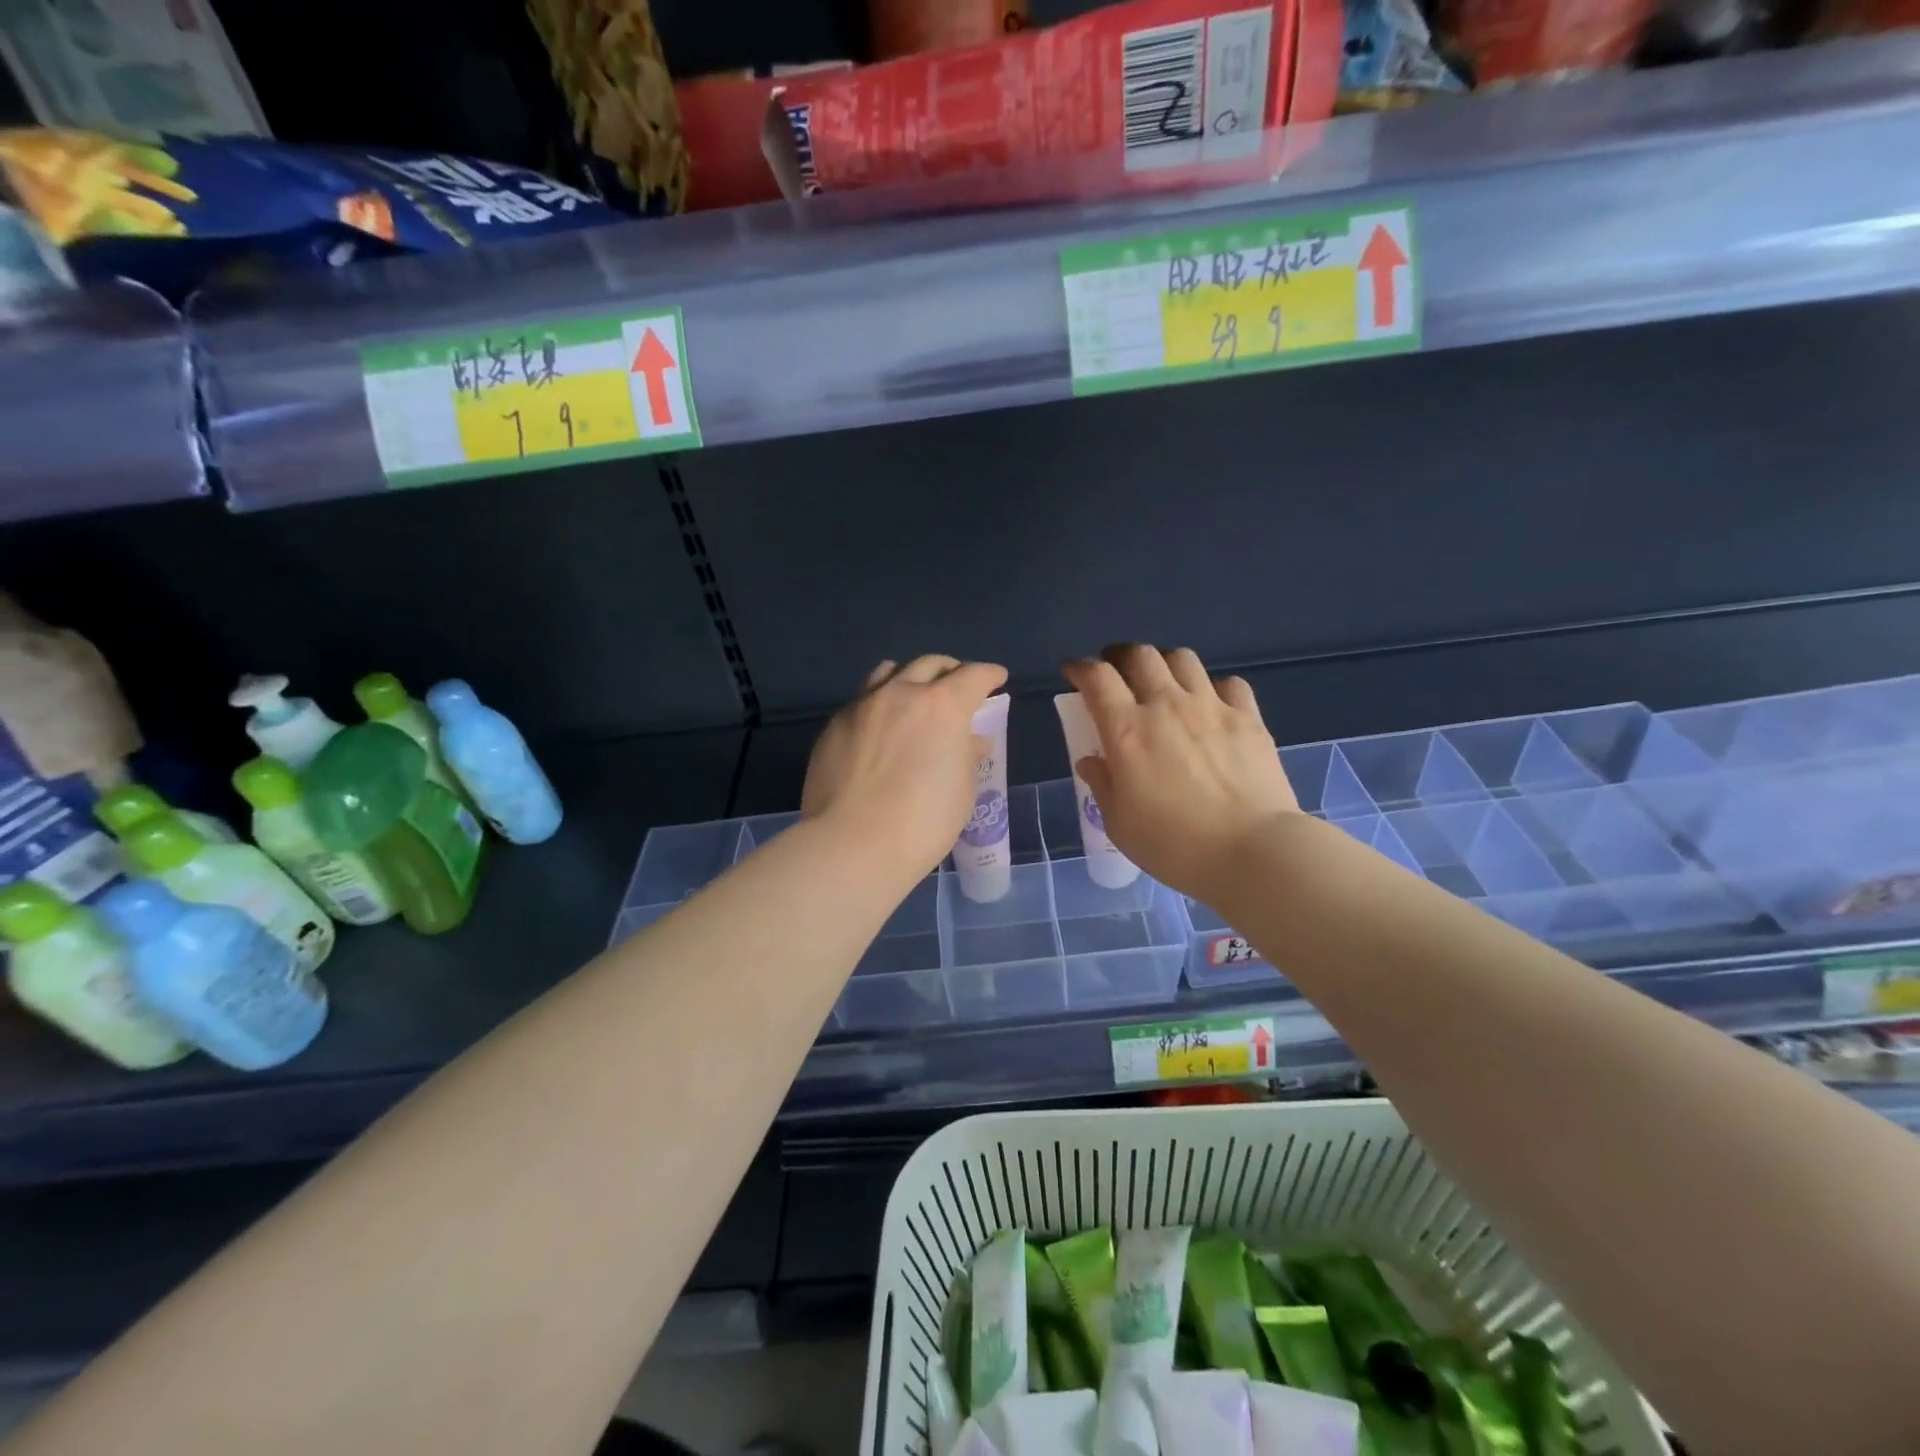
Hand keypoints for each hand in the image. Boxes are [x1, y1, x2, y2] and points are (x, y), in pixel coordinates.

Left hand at [803, 655, 1009, 883]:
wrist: (852, 845)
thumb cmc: (922, 823)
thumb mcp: (961, 792)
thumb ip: (967, 757)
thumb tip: (970, 740)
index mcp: (943, 707)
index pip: (973, 676)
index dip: (989, 675)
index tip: (996, 677)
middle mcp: (901, 694)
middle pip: (930, 664)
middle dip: (950, 670)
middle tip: (957, 686)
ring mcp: (862, 706)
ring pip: (889, 672)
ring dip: (909, 677)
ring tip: (914, 695)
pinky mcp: (834, 726)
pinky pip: (863, 701)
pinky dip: (880, 705)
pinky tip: (881, 730)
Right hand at [1062, 645, 1298, 900]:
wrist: (1252, 852)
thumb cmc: (1174, 845)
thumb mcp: (1120, 824)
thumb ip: (1103, 785)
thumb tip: (1091, 761)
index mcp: (1127, 730)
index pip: (1097, 678)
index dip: (1079, 667)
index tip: (1072, 671)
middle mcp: (1166, 705)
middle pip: (1140, 655)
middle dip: (1120, 656)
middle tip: (1116, 672)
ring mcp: (1211, 707)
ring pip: (1183, 659)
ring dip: (1165, 664)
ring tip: (1162, 682)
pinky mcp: (1248, 718)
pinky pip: (1229, 683)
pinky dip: (1213, 687)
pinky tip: (1212, 705)